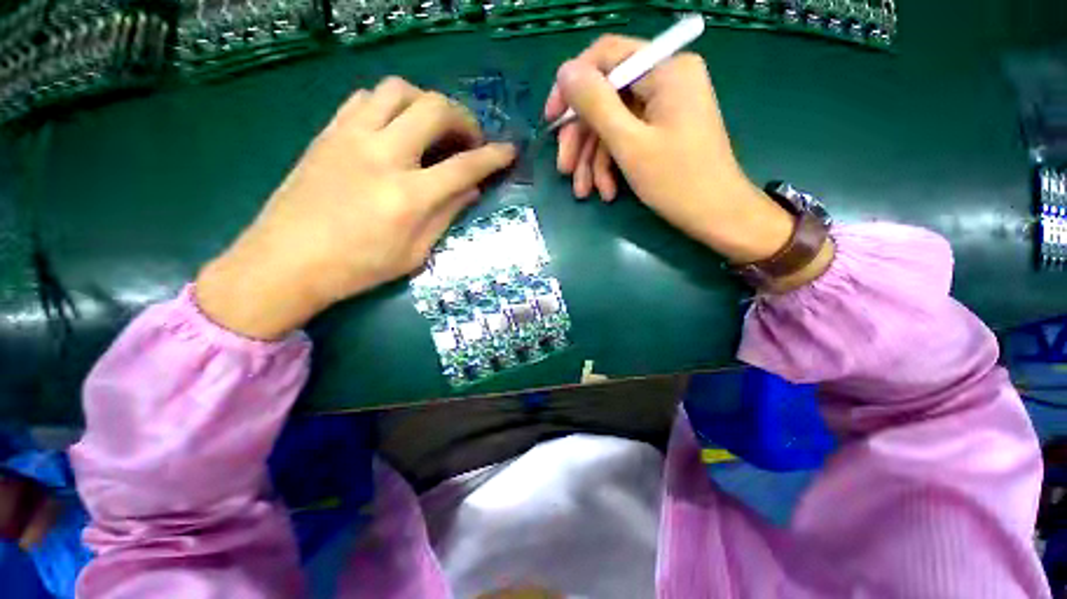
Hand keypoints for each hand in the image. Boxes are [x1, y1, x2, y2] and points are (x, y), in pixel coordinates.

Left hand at [196, 77, 515, 338]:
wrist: (286, 262)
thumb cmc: (358, 268)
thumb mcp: (414, 254)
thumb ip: (446, 216)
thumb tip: (470, 190)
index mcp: (409, 196)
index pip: (464, 166)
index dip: (493, 157)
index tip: (509, 151)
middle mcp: (384, 156)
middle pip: (434, 110)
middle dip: (463, 118)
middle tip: (469, 139)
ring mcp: (352, 137)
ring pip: (399, 90)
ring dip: (427, 103)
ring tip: (433, 127)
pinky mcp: (328, 132)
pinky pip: (366, 97)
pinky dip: (392, 104)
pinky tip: (397, 126)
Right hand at [544, 35, 807, 270]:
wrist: (716, 217)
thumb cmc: (677, 181)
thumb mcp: (629, 143)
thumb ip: (596, 104)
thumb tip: (564, 72)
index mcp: (666, 69)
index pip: (606, 57)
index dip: (572, 86)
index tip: (552, 120)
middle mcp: (666, 79)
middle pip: (607, 97)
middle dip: (582, 138)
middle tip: (565, 170)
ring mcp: (664, 107)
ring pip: (613, 123)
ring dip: (594, 160)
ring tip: (584, 192)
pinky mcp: (662, 130)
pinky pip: (627, 139)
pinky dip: (612, 165)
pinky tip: (606, 192)